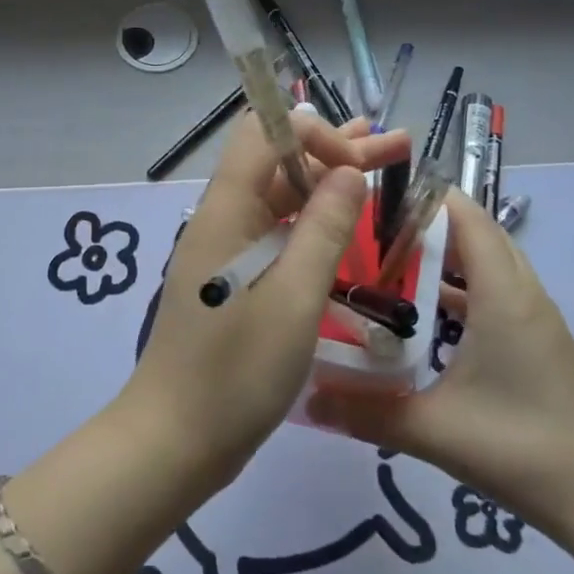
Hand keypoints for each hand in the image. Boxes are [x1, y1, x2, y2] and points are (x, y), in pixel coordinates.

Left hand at [119, 110, 409, 496]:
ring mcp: (227, 251)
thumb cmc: (235, 370)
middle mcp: (223, 219)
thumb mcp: (293, 298)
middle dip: (336, 148)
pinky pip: (278, 234)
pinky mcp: (235, 280)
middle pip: (279, 162)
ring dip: (329, 181)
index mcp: (226, 210)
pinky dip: (315, 222)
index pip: (266, 134)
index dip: (316, 134)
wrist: (175, 439)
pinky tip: (348, 227)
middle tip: (398, 145)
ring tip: (385, 166)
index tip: (360, 167)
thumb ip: (324, 230)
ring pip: (281, 198)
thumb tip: (348, 172)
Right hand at [307, 190, 573, 539]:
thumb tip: (304, 398)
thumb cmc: (522, 449)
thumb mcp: (433, 430)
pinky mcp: (538, 342)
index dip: (422, 198)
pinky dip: (459, 288)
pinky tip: (421, 316)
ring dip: (442, 257)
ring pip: (486, 264)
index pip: (466, 217)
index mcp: (503, 295)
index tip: (371, 199)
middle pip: (475, 233)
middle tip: (367, 233)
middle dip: (424, 224)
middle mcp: (523, 294)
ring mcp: (535, 319)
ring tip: (385, 266)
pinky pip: (494, 292)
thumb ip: (364, 412)